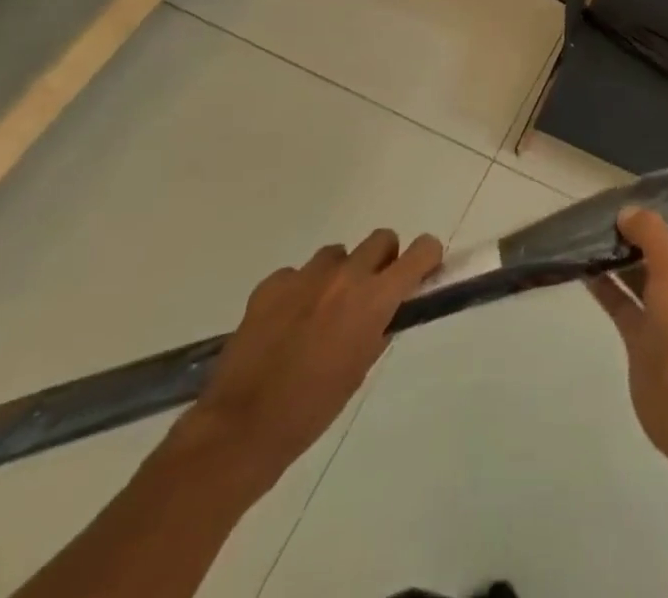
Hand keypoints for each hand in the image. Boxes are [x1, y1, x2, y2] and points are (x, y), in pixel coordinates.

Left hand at [184, 228, 441, 492]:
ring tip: (321, 311)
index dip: (426, 258)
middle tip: (371, 292)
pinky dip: (299, 291)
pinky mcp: (271, 284)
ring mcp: (305, 275)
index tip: (422, 274)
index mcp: (374, 297)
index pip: (421, 251)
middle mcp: (345, 275)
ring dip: (339, 274)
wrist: (242, 429)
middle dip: (383, 260)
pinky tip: (285, 324)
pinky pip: (296, 274)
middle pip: (381, 238)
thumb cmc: (313, 409)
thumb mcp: (360, 368)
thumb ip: (378, 328)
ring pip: (337, 254)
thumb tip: (386, 310)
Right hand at [588, 207, 667, 454]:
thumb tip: (627, 212)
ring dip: (625, 261)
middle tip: (622, 216)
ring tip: (598, 235)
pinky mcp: (644, 339)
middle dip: (651, 240)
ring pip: (645, 280)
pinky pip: (623, 304)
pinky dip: (607, 288)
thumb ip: (650, 231)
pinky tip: (585, 268)